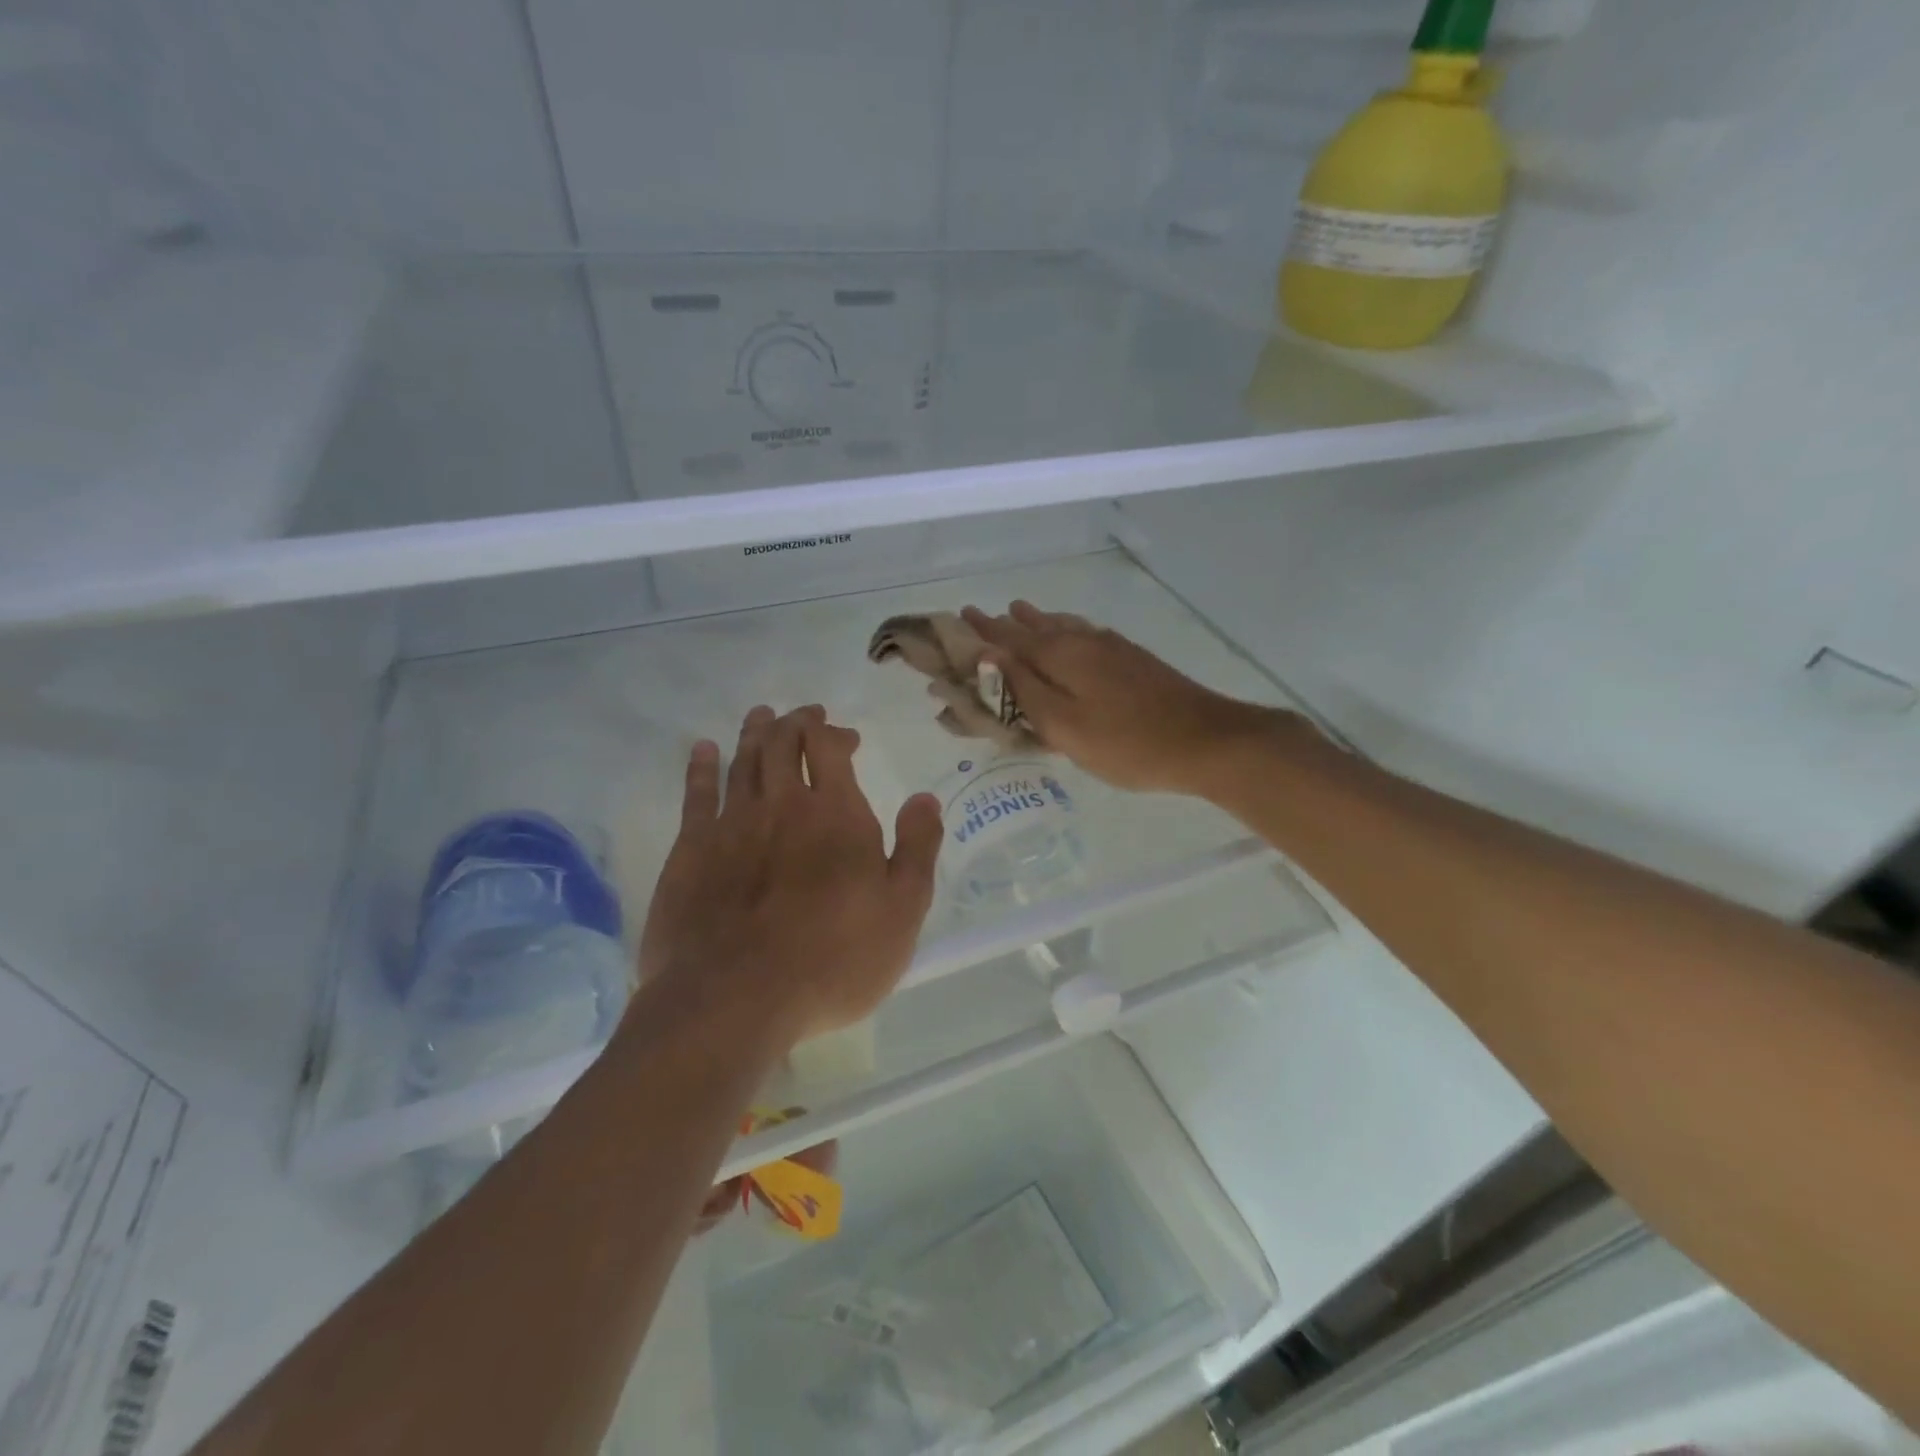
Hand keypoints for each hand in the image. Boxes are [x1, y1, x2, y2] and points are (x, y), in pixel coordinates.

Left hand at [638, 704, 943, 1049]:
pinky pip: (696, 794)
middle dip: (795, 722)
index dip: (834, 732)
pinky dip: (701, 766)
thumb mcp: (902, 911)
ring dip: (754, 733)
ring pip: (742, 760)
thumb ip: (916, 848)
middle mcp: (780, 804)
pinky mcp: (689, 851)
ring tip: (761, 716)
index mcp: (835, 813)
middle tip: (804, 716)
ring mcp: (730, 825)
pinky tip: (703, 750)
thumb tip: (925, 798)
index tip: (846, 737)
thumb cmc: (833, 959)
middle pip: (782, 743)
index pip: (828, 747)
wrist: (735, 1000)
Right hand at [961, 602, 1280, 796]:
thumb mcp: (1065, 725)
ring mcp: (1112, 647)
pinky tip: (1071, 632)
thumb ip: (1024, 690)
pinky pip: (1084, 634)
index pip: (1008, 637)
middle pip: (1035, 627)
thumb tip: (986, 656)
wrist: (1206, 740)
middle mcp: (1083, 640)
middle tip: (980, 616)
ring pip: (1063, 627)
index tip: (957, 616)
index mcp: (1061, 654)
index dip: (981, 630)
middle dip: (1005, 624)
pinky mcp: (1132, 659)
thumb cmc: (1127, 743)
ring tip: (1019, 611)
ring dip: (1036, 621)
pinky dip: (1064, 630)